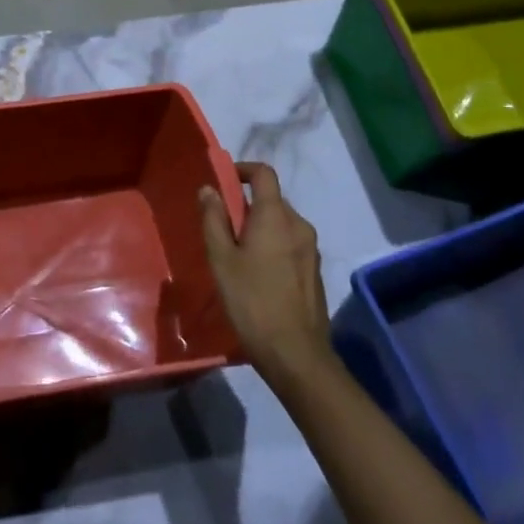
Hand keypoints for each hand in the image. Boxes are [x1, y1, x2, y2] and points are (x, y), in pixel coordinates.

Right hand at [199, 161, 331, 394]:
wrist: (296, 354)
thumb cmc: (252, 301)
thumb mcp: (222, 260)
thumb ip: (214, 220)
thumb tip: (208, 189)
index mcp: (276, 216)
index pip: (264, 173)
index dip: (243, 170)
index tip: (223, 181)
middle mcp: (299, 225)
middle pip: (272, 200)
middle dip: (247, 206)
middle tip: (223, 230)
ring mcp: (311, 249)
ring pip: (281, 224)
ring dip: (260, 228)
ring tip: (238, 256)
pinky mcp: (314, 270)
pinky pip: (291, 244)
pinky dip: (273, 246)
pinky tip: (258, 276)